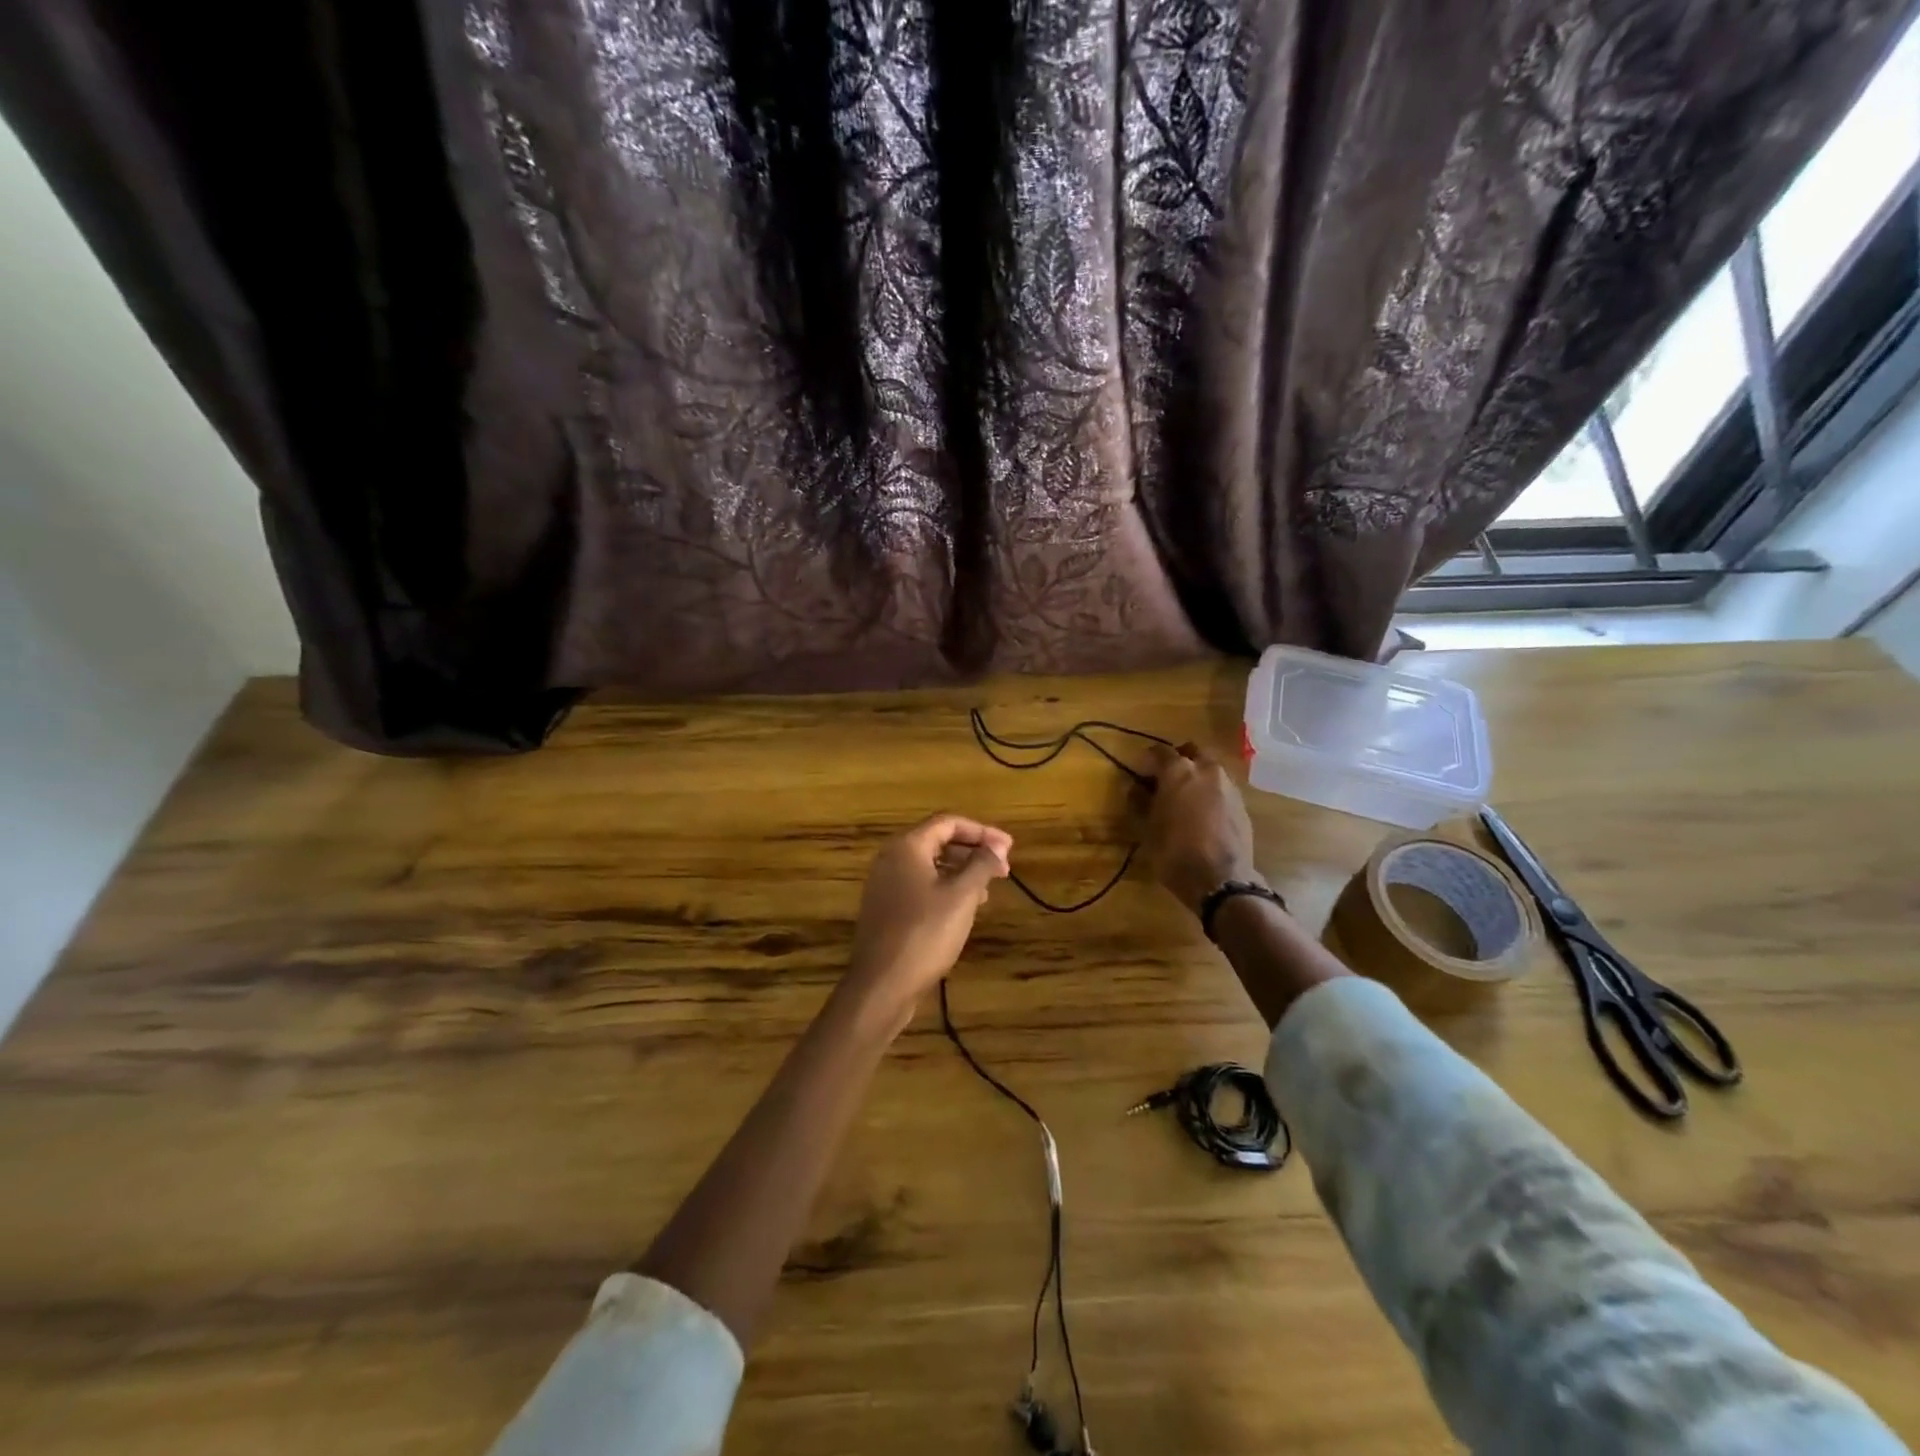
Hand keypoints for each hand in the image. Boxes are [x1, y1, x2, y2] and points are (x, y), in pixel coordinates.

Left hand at [844, 814, 1012, 1024]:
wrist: (881, 984)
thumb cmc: (925, 933)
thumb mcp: (961, 896)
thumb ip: (981, 865)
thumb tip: (997, 845)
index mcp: (907, 846)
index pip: (948, 822)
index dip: (982, 831)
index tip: (1009, 848)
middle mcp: (891, 858)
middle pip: (938, 841)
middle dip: (973, 851)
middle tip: (1003, 869)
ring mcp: (885, 884)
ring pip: (930, 865)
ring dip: (961, 871)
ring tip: (988, 890)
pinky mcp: (886, 908)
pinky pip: (920, 885)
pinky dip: (945, 888)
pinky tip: (963, 908)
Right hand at [1142, 743, 1260, 916]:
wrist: (1221, 880)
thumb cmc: (1174, 851)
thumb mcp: (1147, 828)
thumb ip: (1139, 802)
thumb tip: (1135, 787)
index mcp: (1179, 771)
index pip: (1159, 752)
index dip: (1146, 760)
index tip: (1139, 773)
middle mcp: (1207, 770)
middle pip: (1190, 752)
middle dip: (1177, 761)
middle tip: (1164, 781)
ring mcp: (1229, 786)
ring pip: (1209, 770)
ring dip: (1196, 777)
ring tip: (1184, 800)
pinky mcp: (1242, 805)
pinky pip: (1221, 789)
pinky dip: (1210, 794)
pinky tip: (1202, 815)